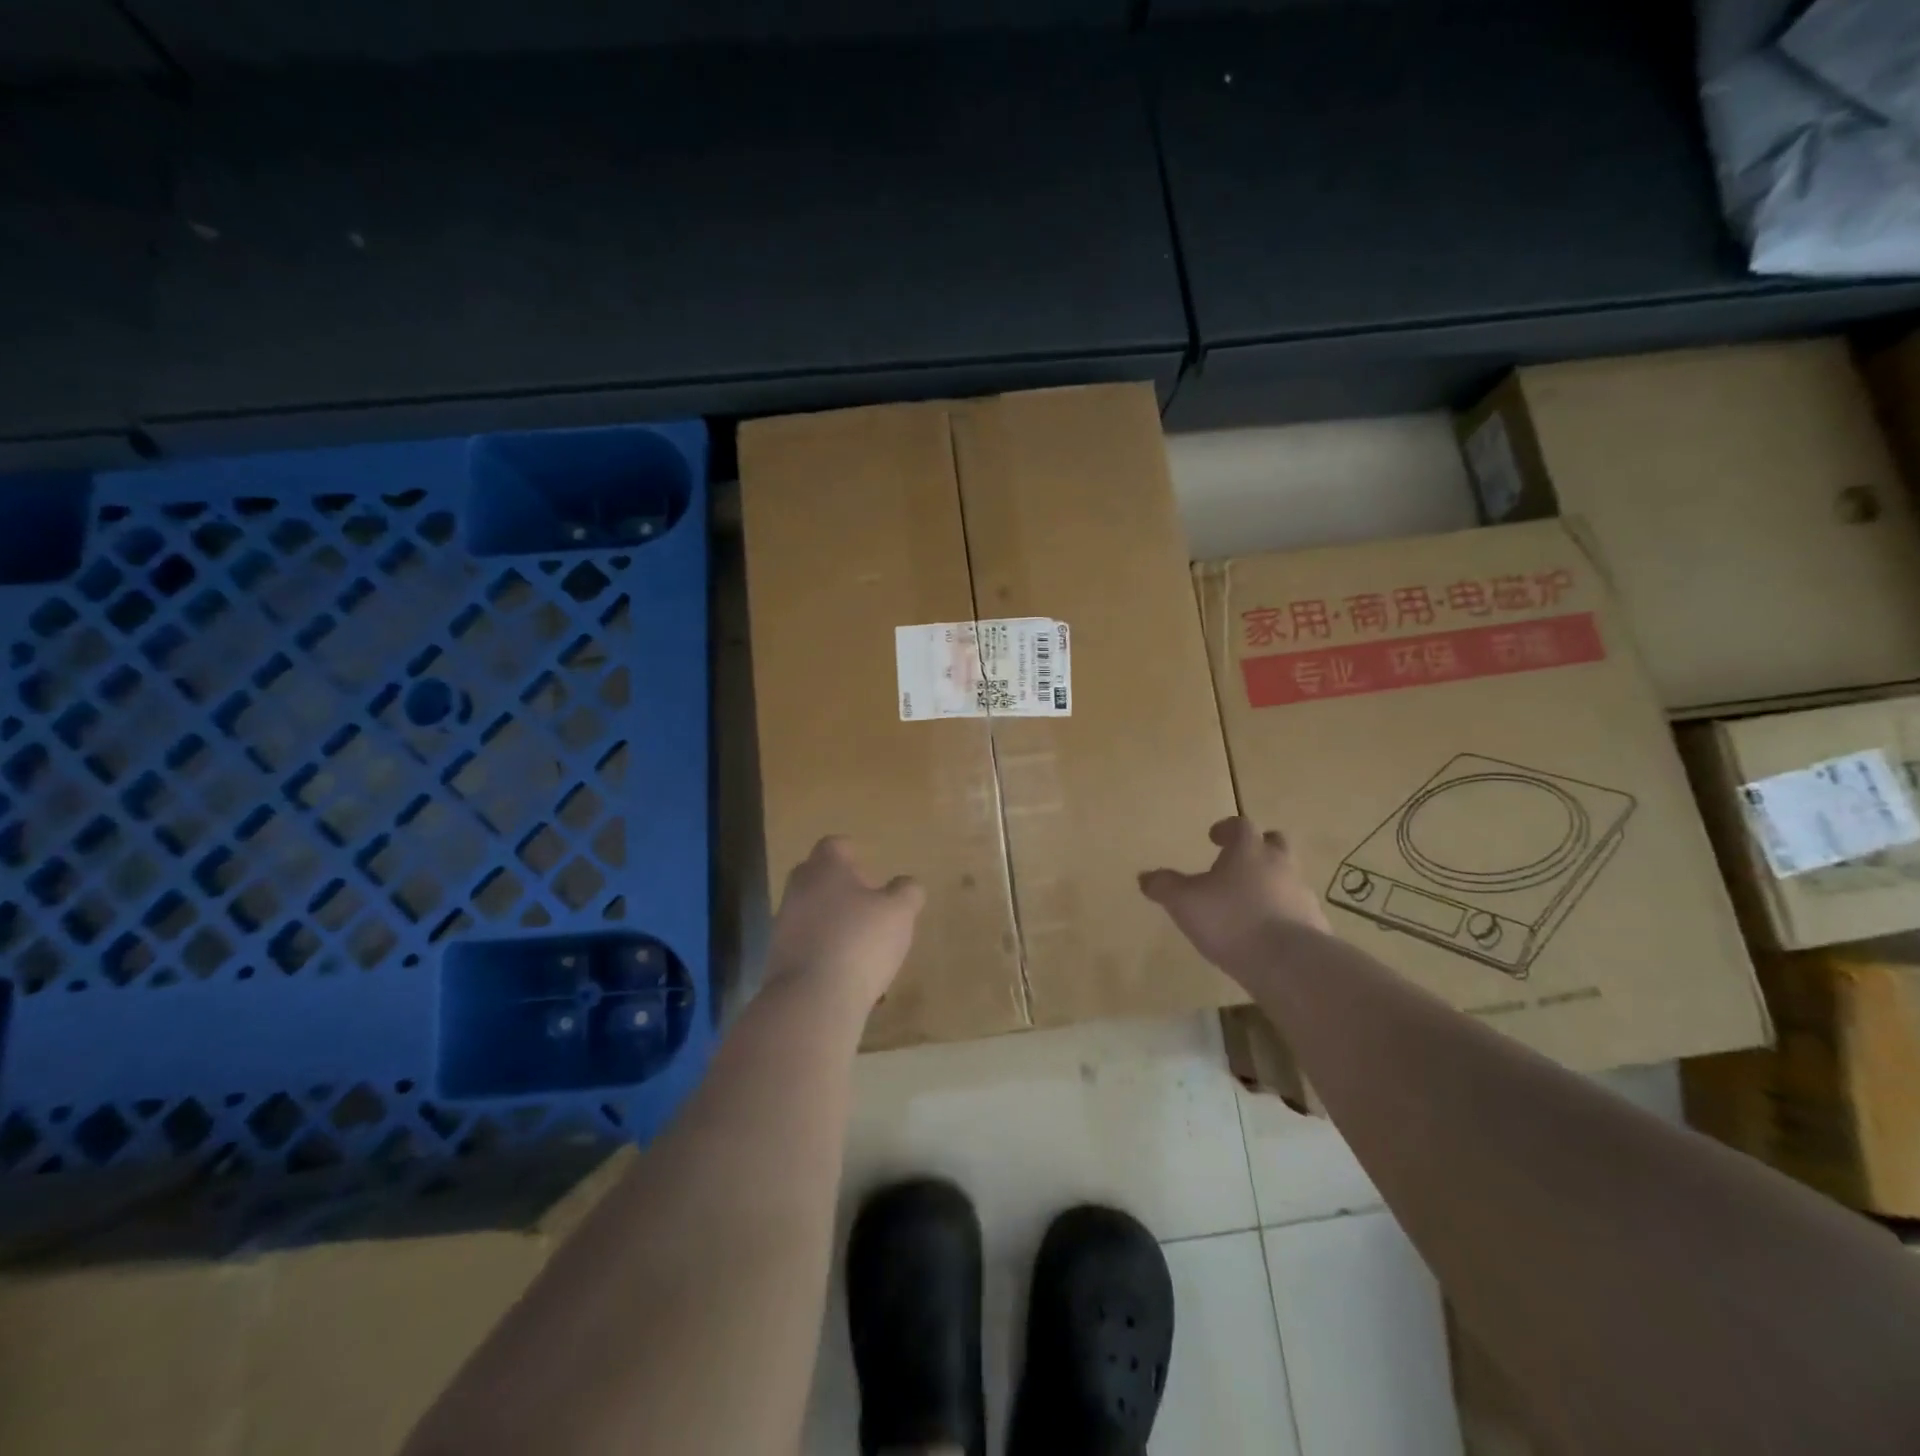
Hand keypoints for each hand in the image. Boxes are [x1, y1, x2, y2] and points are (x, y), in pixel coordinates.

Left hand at [767, 837, 924, 1010]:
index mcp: (825, 868)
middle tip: (870, 909)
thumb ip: (907, 892)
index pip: (835, 845)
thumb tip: (906, 885)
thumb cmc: (860, 941)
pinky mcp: (777, 959)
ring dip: (834, 924)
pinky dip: (825, 954)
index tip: (872, 875)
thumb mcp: (900, 912)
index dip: (853, 855)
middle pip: (818, 878)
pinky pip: (806, 946)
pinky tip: (848, 976)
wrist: (811, 999)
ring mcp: (783, 925)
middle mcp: (798, 889)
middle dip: (842, 890)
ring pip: (812, 913)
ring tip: (864, 949)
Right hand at [1139, 817, 1330, 977]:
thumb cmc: (1231, 920)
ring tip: (1248, 903)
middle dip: (1258, 847)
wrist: (1289, 964)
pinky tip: (1266, 934)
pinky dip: (1282, 914)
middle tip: (1239, 861)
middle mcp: (1280, 865)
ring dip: (1271, 882)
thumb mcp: (1184, 902)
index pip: (1241, 825)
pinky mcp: (1315, 925)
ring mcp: (1302, 894)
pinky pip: (1296, 910)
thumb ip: (1164, 886)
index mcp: (1249, 851)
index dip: (1226, 829)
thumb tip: (1144, 876)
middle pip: (1275, 842)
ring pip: (1288, 877)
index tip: (1214, 837)